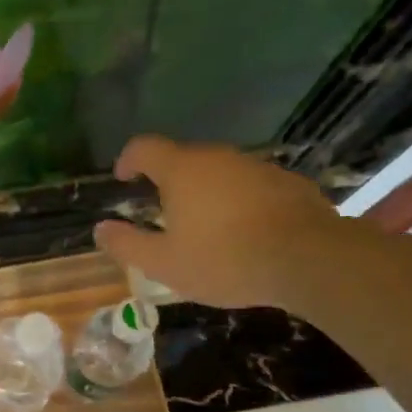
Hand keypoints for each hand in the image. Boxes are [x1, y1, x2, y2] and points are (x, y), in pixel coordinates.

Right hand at [93, 136, 344, 308]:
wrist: (310, 260)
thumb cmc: (225, 259)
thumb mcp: (165, 264)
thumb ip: (127, 245)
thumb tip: (101, 230)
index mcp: (181, 170)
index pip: (144, 147)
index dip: (128, 160)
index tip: (124, 179)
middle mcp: (217, 157)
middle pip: (183, 158)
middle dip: (168, 180)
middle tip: (163, 211)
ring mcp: (255, 166)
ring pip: (219, 171)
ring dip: (206, 191)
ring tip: (206, 225)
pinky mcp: (288, 181)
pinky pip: (250, 185)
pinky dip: (239, 200)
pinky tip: (245, 231)